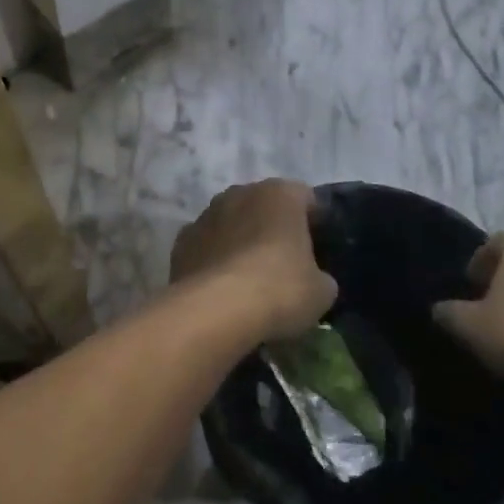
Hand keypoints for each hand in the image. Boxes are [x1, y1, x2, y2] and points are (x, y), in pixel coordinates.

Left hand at [170, 179, 337, 342]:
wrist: (216, 310)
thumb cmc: (279, 289)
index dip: (314, 222)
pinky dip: (214, 259)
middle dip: (273, 228)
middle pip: (264, 206)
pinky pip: (206, 245)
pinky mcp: (181, 241)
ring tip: (249, 278)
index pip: (305, 198)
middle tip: (284, 263)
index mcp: (280, 194)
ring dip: (240, 240)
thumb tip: (313, 280)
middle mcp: (240, 192)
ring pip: (231, 222)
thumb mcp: (321, 291)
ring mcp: (206, 214)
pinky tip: (221, 288)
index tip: (318, 249)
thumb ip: (320, 276)